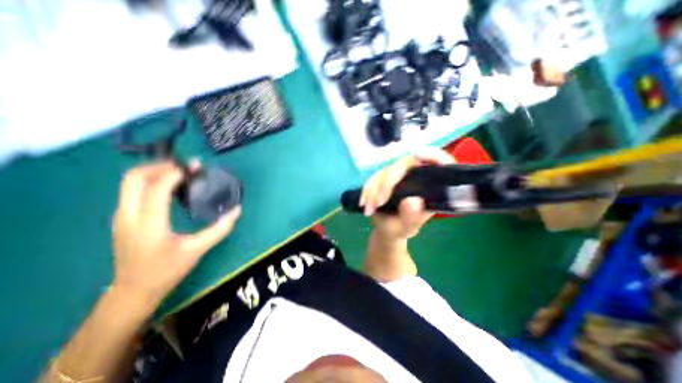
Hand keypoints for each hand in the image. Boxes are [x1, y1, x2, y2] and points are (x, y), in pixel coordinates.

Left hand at [111, 159, 238, 308]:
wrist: (134, 291)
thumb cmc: (167, 270)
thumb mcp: (198, 250)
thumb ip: (220, 229)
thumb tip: (237, 210)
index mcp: (149, 224)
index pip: (156, 188)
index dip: (175, 174)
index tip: (195, 168)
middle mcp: (128, 216)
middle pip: (134, 178)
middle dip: (160, 166)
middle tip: (185, 167)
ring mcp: (122, 216)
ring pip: (130, 182)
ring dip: (155, 172)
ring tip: (180, 173)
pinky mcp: (123, 218)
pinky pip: (133, 190)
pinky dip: (151, 181)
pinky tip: (170, 188)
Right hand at [359, 147, 453, 240]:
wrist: (386, 230)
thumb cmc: (400, 229)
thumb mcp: (406, 228)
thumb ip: (411, 217)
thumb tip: (412, 201)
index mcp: (428, 188)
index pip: (438, 164)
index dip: (433, 156)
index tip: (418, 155)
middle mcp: (414, 178)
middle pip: (403, 165)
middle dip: (387, 183)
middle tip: (378, 203)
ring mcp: (398, 177)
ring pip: (384, 172)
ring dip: (373, 189)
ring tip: (369, 209)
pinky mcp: (385, 179)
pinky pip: (374, 178)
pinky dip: (367, 190)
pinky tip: (363, 202)